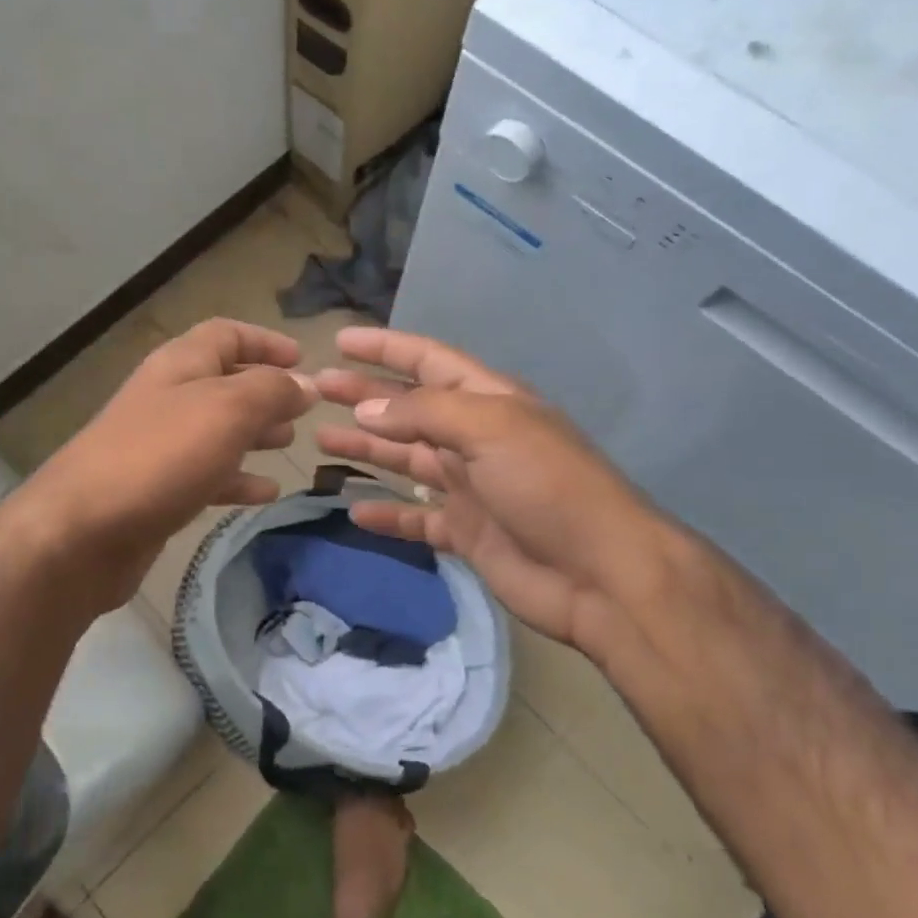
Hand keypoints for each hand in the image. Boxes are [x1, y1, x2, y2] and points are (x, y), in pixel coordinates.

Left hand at [20, 319, 315, 613]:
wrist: (82, 532)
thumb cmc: (160, 457)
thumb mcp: (226, 411)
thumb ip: (271, 391)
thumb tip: (306, 384)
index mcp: (180, 365)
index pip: (226, 334)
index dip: (265, 341)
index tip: (303, 359)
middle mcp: (168, 398)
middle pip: (223, 382)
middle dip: (265, 392)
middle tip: (303, 410)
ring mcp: (159, 446)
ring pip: (217, 430)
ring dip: (254, 433)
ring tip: (289, 444)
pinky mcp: (158, 491)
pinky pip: (207, 475)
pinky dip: (238, 479)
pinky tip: (266, 493)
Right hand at [314, 328, 692, 658]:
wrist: (601, 575)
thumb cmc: (547, 485)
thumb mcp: (489, 429)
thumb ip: (424, 414)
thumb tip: (369, 407)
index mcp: (487, 401)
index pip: (427, 361)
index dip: (385, 347)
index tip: (339, 342)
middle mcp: (475, 437)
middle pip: (409, 408)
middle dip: (364, 395)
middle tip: (316, 390)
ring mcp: (471, 486)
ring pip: (407, 460)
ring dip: (367, 447)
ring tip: (321, 439)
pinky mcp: (467, 532)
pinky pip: (416, 518)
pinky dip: (388, 514)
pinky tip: (354, 511)